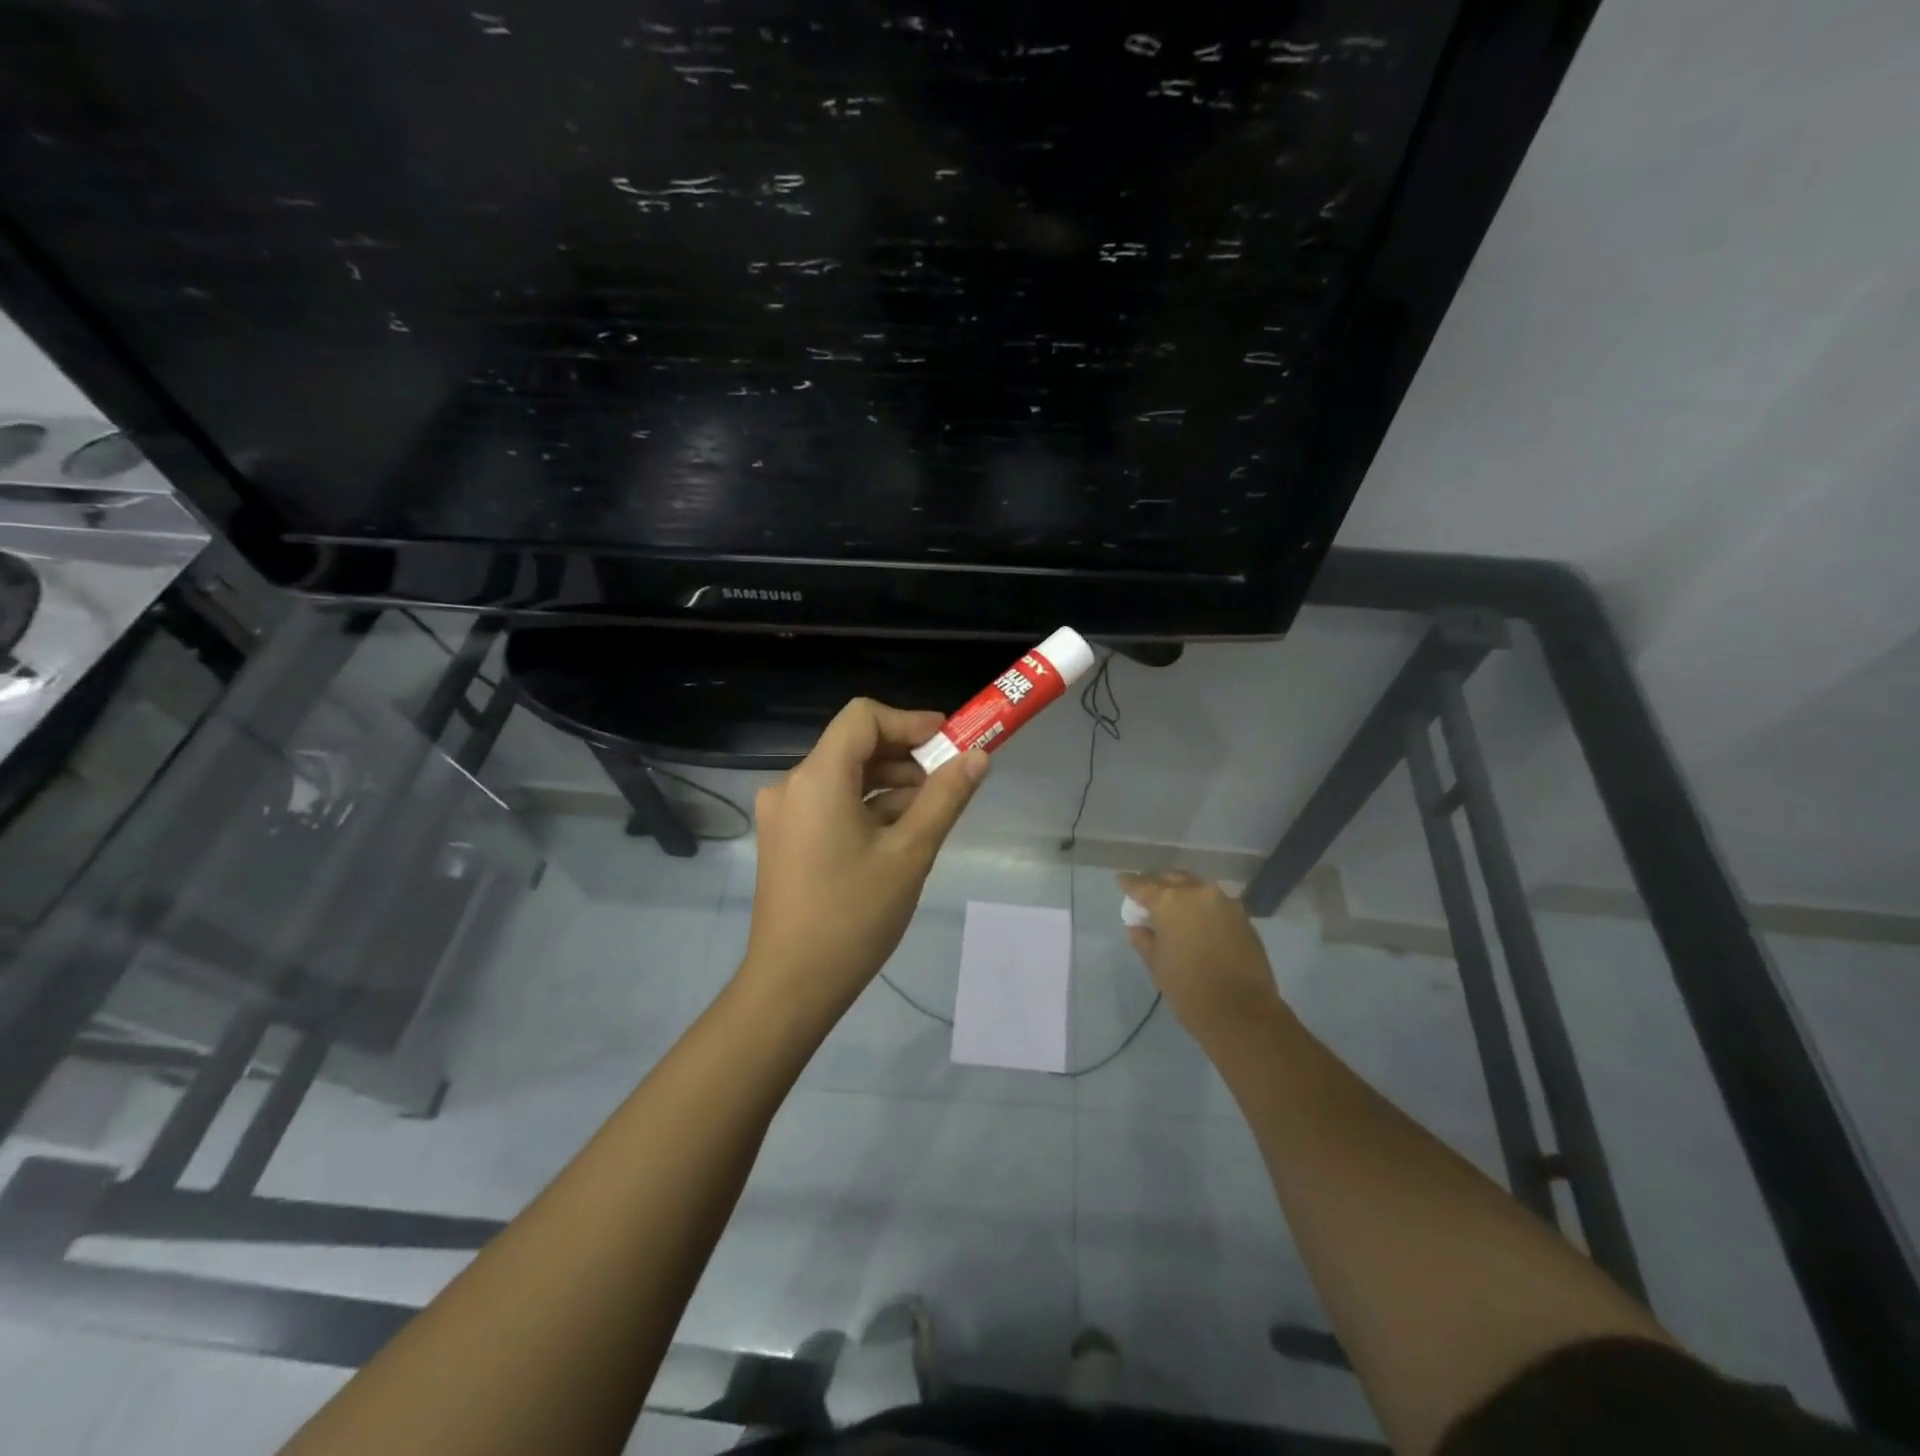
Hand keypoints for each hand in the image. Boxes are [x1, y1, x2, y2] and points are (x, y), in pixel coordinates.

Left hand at [741, 699, 989, 1015]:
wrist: (792, 986)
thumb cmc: (854, 916)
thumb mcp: (911, 853)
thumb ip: (945, 797)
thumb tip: (978, 756)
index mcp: (817, 778)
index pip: (863, 717)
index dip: (909, 721)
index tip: (949, 742)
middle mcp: (791, 785)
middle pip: (853, 746)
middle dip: (905, 756)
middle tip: (950, 780)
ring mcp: (784, 814)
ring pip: (844, 777)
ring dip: (889, 784)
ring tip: (930, 813)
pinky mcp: (785, 838)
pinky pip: (831, 803)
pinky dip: (866, 807)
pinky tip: (899, 834)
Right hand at [1117, 871, 1287, 1043]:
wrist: (1242, 1011)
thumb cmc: (1189, 989)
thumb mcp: (1156, 964)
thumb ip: (1143, 938)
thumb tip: (1138, 926)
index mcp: (1170, 901)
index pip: (1143, 885)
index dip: (1129, 884)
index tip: (1122, 881)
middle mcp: (1197, 892)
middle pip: (1171, 878)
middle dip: (1156, 883)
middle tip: (1146, 892)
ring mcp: (1223, 901)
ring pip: (1195, 885)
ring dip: (1181, 890)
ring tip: (1171, 903)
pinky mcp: (1242, 915)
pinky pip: (1214, 900)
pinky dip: (1200, 903)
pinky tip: (1195, 916)